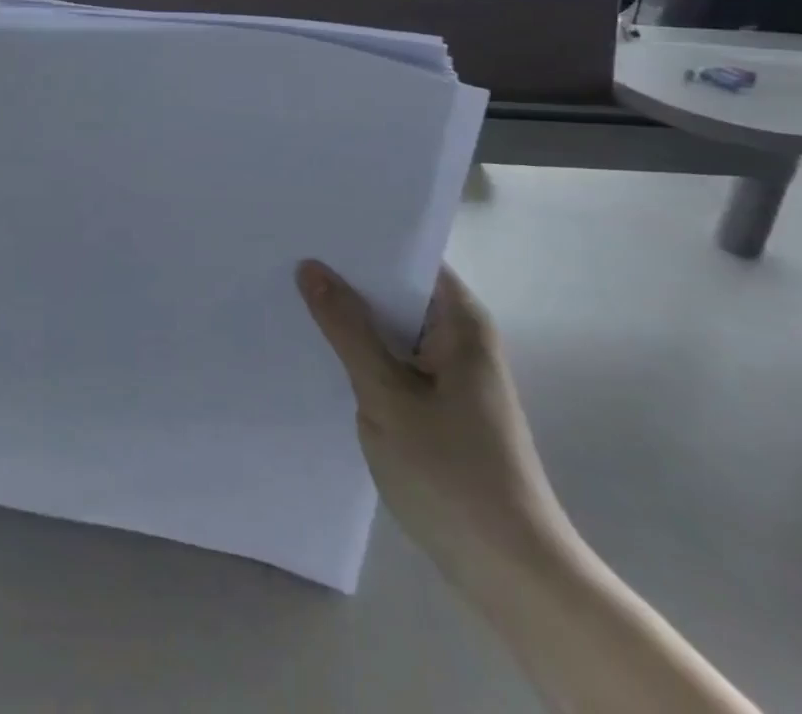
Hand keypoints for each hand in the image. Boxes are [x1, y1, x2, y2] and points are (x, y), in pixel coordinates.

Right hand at [297, 260, 567, 580]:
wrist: (513, 576)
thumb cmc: (452, 475)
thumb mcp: (387, 395)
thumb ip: (347, 328)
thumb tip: (311, 267)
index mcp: (460, 320)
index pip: (407, 255)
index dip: (361, 239)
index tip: (311, 226)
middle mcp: (460, 336)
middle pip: (397, 288)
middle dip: (347, 276)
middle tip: (288, 256)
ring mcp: (452, 372)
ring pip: (392, 327)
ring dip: (352, 317)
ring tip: (292, 294)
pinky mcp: (441, 404)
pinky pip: (395, 358)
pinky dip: (363, 351)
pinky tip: (320, 350)